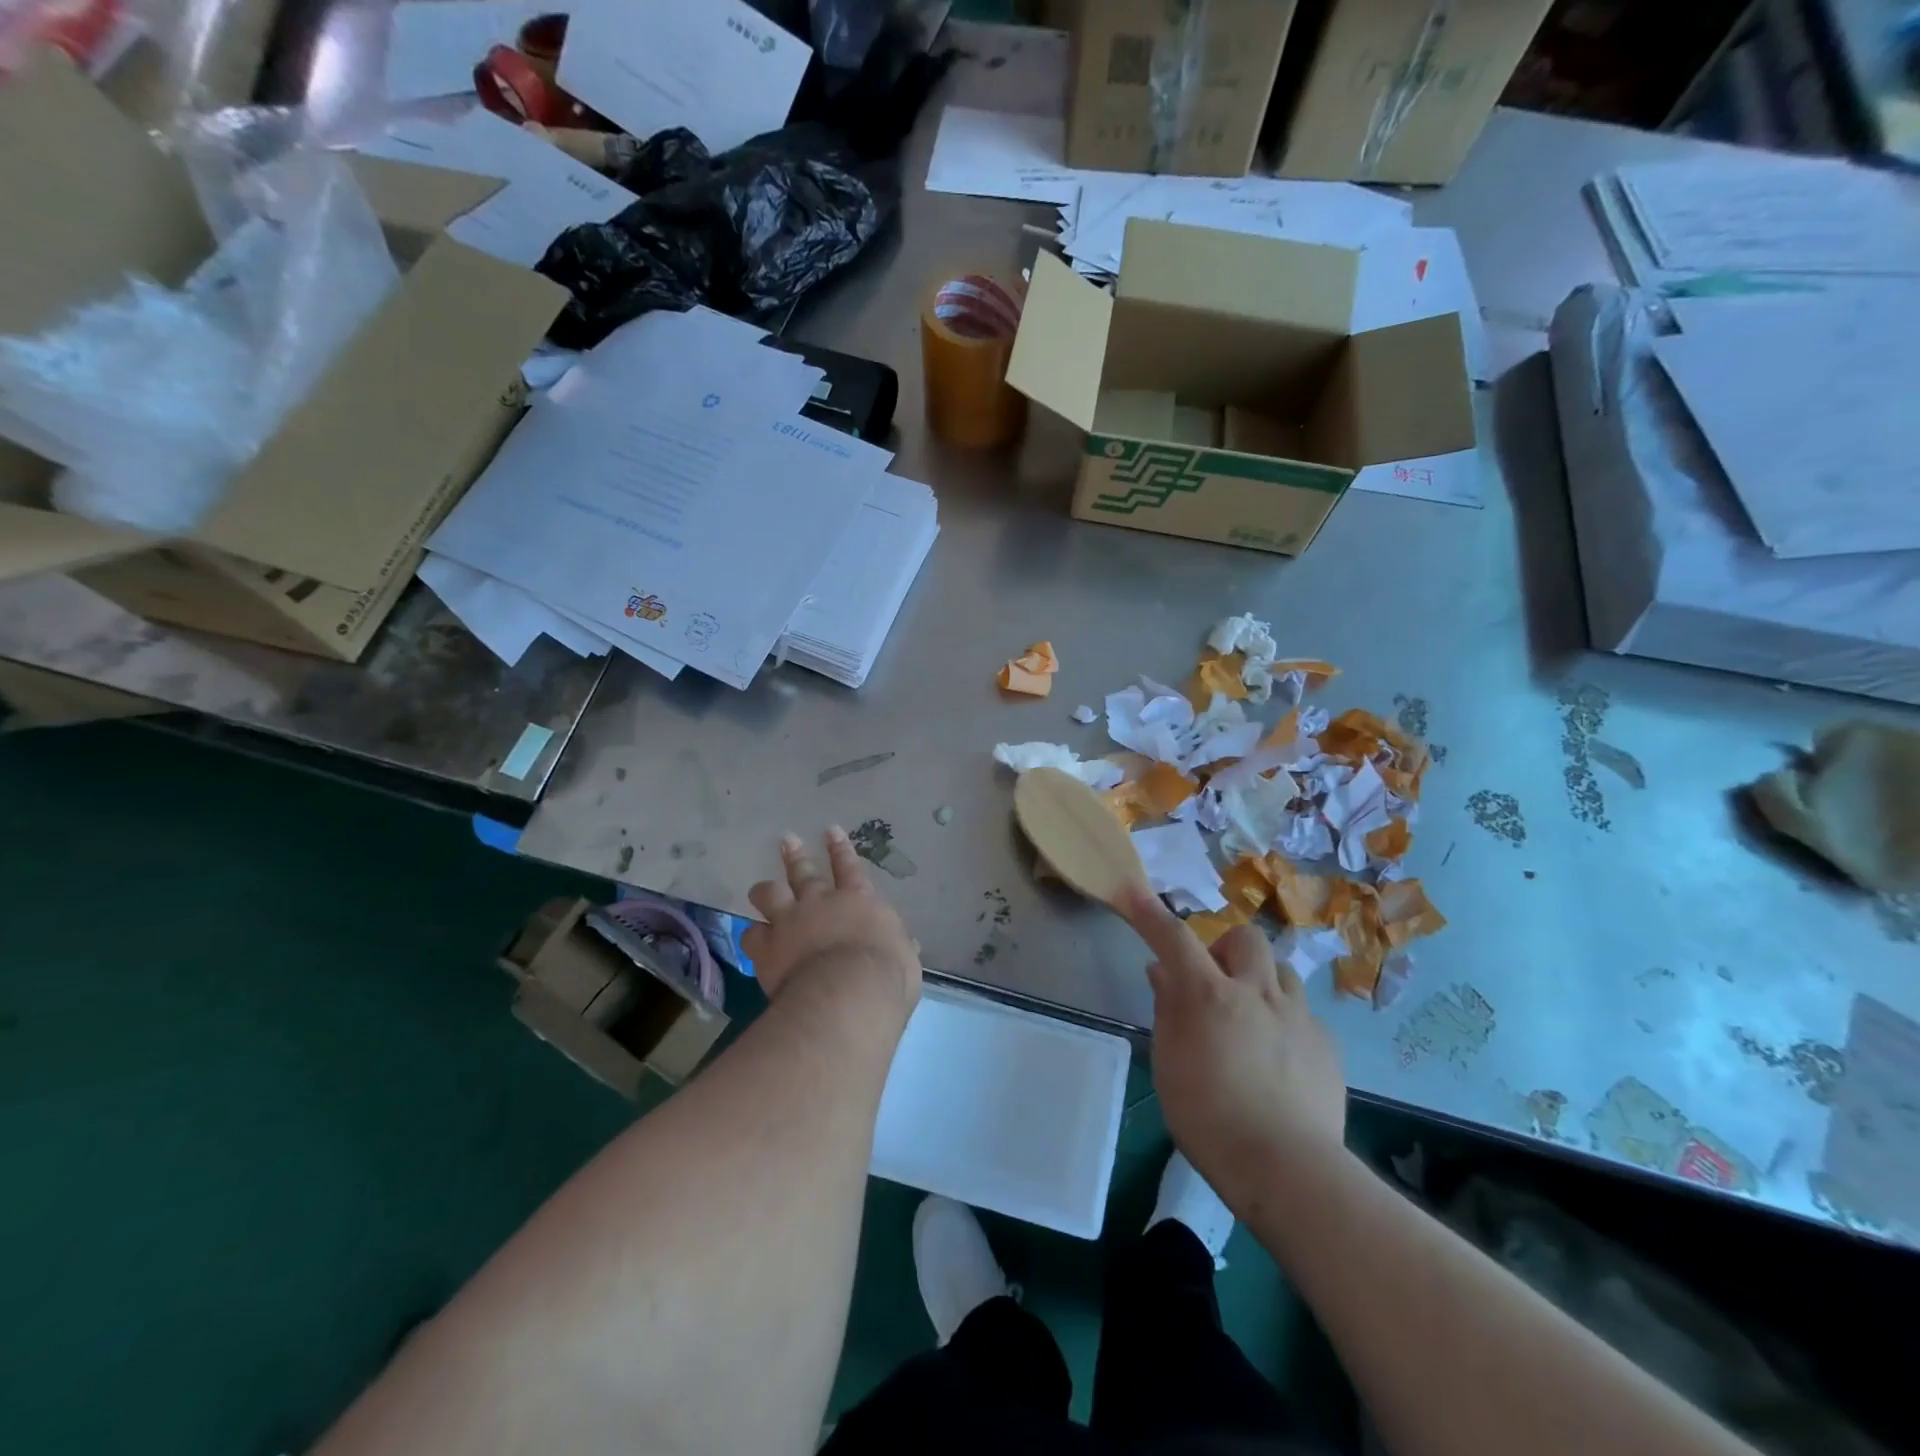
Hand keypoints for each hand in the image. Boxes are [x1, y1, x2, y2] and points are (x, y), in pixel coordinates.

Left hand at [742, 827, 921, 1019]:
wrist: (846, 994)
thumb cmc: (886, 975)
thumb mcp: (905, 958)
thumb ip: (900, 946)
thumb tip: (907, 945)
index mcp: (858, 901)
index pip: (849, 867)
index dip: (840, 849)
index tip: (831, 831)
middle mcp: (820, 903)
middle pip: (803, 872)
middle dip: (795, 855)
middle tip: (786, 840)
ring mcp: (789, 922)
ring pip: (770, 895)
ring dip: (765, 890)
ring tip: (759, 888)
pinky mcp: (766, 948)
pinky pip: (751, 935)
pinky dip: (752, 935)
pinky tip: (751, 937)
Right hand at [1120, 888, 1346, 1204]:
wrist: (1287, 1168)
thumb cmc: (1209, 1118)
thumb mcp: (1169, 1063)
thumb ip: (1168, 1010)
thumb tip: (1162, 973)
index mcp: (1209, 994)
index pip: (1174, 937)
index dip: (1151, 913)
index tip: (1135, 893)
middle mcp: (1256, 992)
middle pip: (1244, 937)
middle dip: (1225, 946)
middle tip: (1213, 979)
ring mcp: (1298, 1015)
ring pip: (1281, 970)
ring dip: (1260, 979)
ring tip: (1249, 1015)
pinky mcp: (1326, 1044)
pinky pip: (1303, 1013)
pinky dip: (1284, 1019)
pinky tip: (1278, 1055)